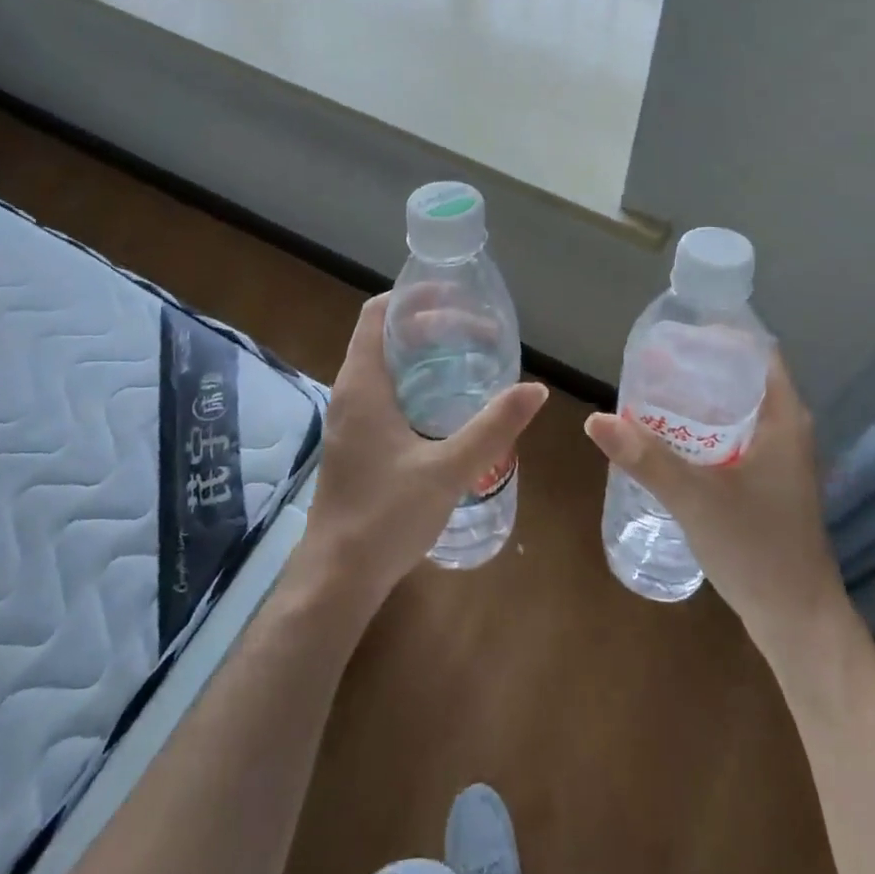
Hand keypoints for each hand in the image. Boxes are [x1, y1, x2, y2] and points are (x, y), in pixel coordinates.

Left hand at [300, 293, 547, 612]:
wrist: (338, 576)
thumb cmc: (386, 516)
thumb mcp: (448, 468)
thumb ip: (493, 427)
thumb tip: (536, 389)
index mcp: (363, 384)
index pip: (379, 314)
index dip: (414, 297)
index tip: (457, 297)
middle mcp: (351, 391)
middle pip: (386, 335)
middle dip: (431, 325)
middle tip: (479, 332)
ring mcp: (350, 418)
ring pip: (386, 364)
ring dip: (424, 353)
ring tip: (470, 358)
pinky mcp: (356, 440)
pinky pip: (385, 390)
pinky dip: (416, 380)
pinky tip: (448, 403)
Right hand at [584, 352, 848, 655]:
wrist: (797, 620)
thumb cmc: (756, 548)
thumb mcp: (695, 498)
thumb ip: (646, 457)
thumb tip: (595, 419)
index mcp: (784, 419)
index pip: (758, 352)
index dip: (721, 335)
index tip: (677, 333)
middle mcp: (787, 430)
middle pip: (743, 378)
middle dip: (700, 366)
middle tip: (653, 364)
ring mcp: (779, 459)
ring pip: (738, 410)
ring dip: (701, 398)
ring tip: (654, 393)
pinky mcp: (768, 483)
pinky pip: (735, 436)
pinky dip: (705, 428)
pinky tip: (671, 439)